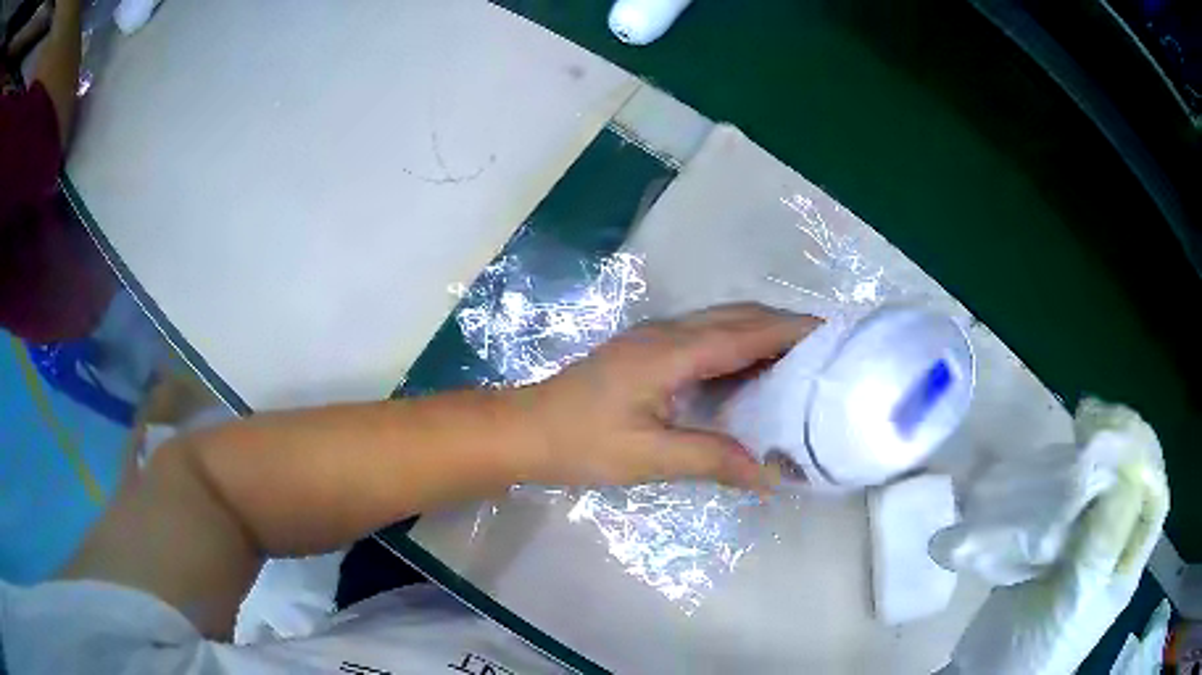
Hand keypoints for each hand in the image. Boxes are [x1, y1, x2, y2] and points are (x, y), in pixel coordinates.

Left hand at [516, 304, 821, 491]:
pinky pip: (705, 336)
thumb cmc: (580, 443)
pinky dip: (738, 344)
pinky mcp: (646, 351)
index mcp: (672, 352)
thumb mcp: (648, 458)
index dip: (792, 330)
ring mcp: (654, 338)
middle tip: (824, 350)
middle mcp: (667, 333)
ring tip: (799, 360)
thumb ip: (712, 460)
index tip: (833, 334)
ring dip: (761, 332)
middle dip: (784, 326)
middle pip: (738, 316)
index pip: (746, 332)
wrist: (523, 429)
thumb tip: (770, 475)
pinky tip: (750, 372)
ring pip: (721, 322)